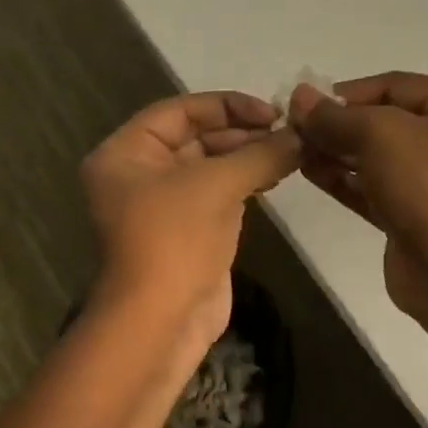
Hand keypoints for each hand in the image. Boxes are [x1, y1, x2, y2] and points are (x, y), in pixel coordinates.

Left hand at [82, 91, 299, 344]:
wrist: (162, 322)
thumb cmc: (175, 241)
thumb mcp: (216, 186)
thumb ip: (260, 154)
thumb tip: (301, 136)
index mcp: (126, 154)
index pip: (179, 112)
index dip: (227, 106)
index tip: (272, 112)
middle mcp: (139, 175)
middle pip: (195, 138)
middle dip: (242, 134)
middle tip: (289, 133)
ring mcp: (164, 207)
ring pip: (210, 168)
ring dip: (248, 158)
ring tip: (290, 153)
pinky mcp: (188, 232)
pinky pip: (217, 196)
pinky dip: (245, 184)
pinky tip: (276, 177)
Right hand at [289, 72, 427, 328]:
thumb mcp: (381, 135)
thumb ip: (336, 116)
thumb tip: (299, 97)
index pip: (396, 85)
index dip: (347, 91)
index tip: (303, 103)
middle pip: (385, 121)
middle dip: (338, 123)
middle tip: (291, 128)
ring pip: (376, 158)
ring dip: (335, 152)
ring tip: (293, 149)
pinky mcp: (413, 220)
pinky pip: (372, 190)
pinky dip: (343, 180)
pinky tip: (309, 172)